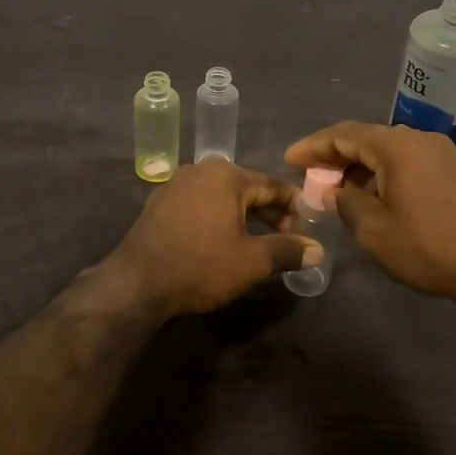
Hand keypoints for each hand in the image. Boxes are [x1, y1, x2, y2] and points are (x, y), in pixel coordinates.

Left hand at [109, 160, 319, 316]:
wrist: (137, 283)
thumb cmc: (201, 265)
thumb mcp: (252, 261)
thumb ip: (287, 251)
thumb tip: (318, 250)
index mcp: (226, 175)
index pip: (272, 185)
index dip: (294, 206)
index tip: (309, 227)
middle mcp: (200, 171)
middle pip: (247, 189)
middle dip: (269, 214)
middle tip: (287, 240)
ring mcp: (175, 186)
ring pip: (222, 198)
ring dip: (244, 218)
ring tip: (258, 245)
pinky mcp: (159, 205)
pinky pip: (200, 206)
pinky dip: (217, 220)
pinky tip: (222, 243)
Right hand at [285, 123, 455, 306]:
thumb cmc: (429, 247)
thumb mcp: (375, 231)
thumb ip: (347, 203)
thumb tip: (334, 191)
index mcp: (396, 147)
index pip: (344, 134)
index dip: (313, 147)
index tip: (289, 160)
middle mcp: (419, 139)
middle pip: (366, 138)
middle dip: (335, 155)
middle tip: (309, 175)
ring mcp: (440, 153)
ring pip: (388, 150)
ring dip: (359, 165)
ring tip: (336, 188)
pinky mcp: (454, 170)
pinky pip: (408, 161)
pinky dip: (383, 172)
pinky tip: (372, 194)